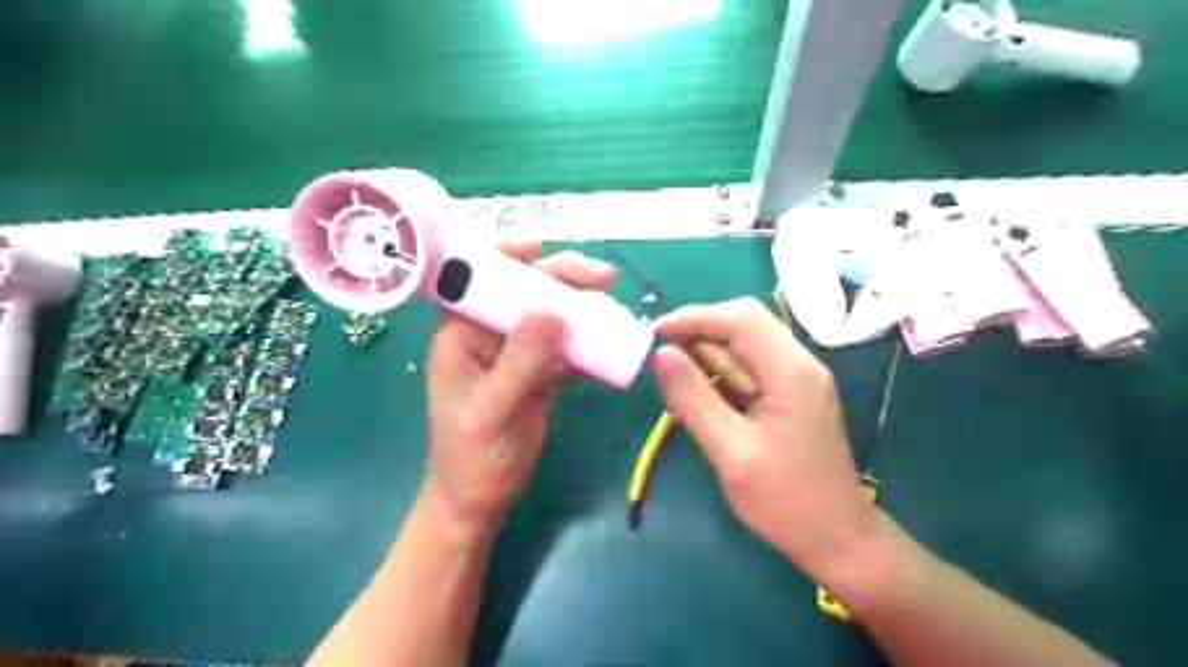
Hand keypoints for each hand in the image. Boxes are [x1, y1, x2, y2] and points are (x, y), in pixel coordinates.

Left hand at [423, 239, 617, 536]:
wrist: (480, 500)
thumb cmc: (471, 457)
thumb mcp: (493, 410)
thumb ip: (520, 361)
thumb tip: (553, 309)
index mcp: (460, 333)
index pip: (477, 277)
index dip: (506, 254)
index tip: (543, 247)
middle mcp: (487, 335)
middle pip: (524, 291)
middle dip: (562, 279)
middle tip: (604, 279)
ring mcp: (515, 354)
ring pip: (550, 317)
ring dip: (583, 311)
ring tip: (616, 313)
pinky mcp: (537, 374)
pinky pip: (565, 349)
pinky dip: (588, 345)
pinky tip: (611, 348)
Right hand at [650, 298, 880, 584]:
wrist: (839, 539)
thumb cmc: (785, 501)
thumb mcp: (730, 452)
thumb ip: (694, 399)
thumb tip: (660, 354)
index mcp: (790, 371)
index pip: (739, 318)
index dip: (694, 317)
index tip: (654, 334)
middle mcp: (799, 364)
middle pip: (746, 321)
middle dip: (700, 328)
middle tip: (663, 352)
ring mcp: (799, 379)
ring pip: (748, 342)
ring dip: (710, 348)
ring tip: (675, 371)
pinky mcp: (794, 395)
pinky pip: (753, 366)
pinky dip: (723, 368)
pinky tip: (701, 390)